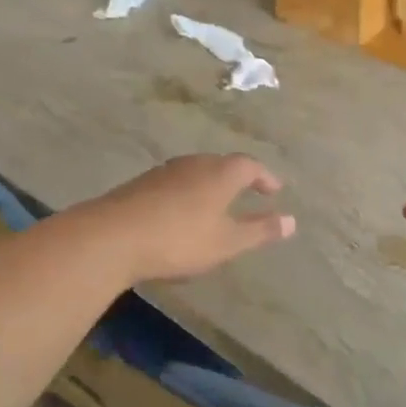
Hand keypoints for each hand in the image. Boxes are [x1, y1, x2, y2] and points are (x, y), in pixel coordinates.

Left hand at [85, 154, 294, 284]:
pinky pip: (175, 183)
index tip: (274, 190)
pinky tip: (181, 213)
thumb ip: (260, 231)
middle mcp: (194, 164)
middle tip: (247, 193)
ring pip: (196, 172)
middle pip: (221, 164)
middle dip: (237, 178)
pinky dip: (187, 193)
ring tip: (216, 204)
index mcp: (220, 173)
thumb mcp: (227, 242)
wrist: (113, 237)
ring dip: (210, 185)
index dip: (264, 177)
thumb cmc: (180, 239)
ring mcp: (164, 171)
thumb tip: (292, 221)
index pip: (250, 166)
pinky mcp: (141, 184)